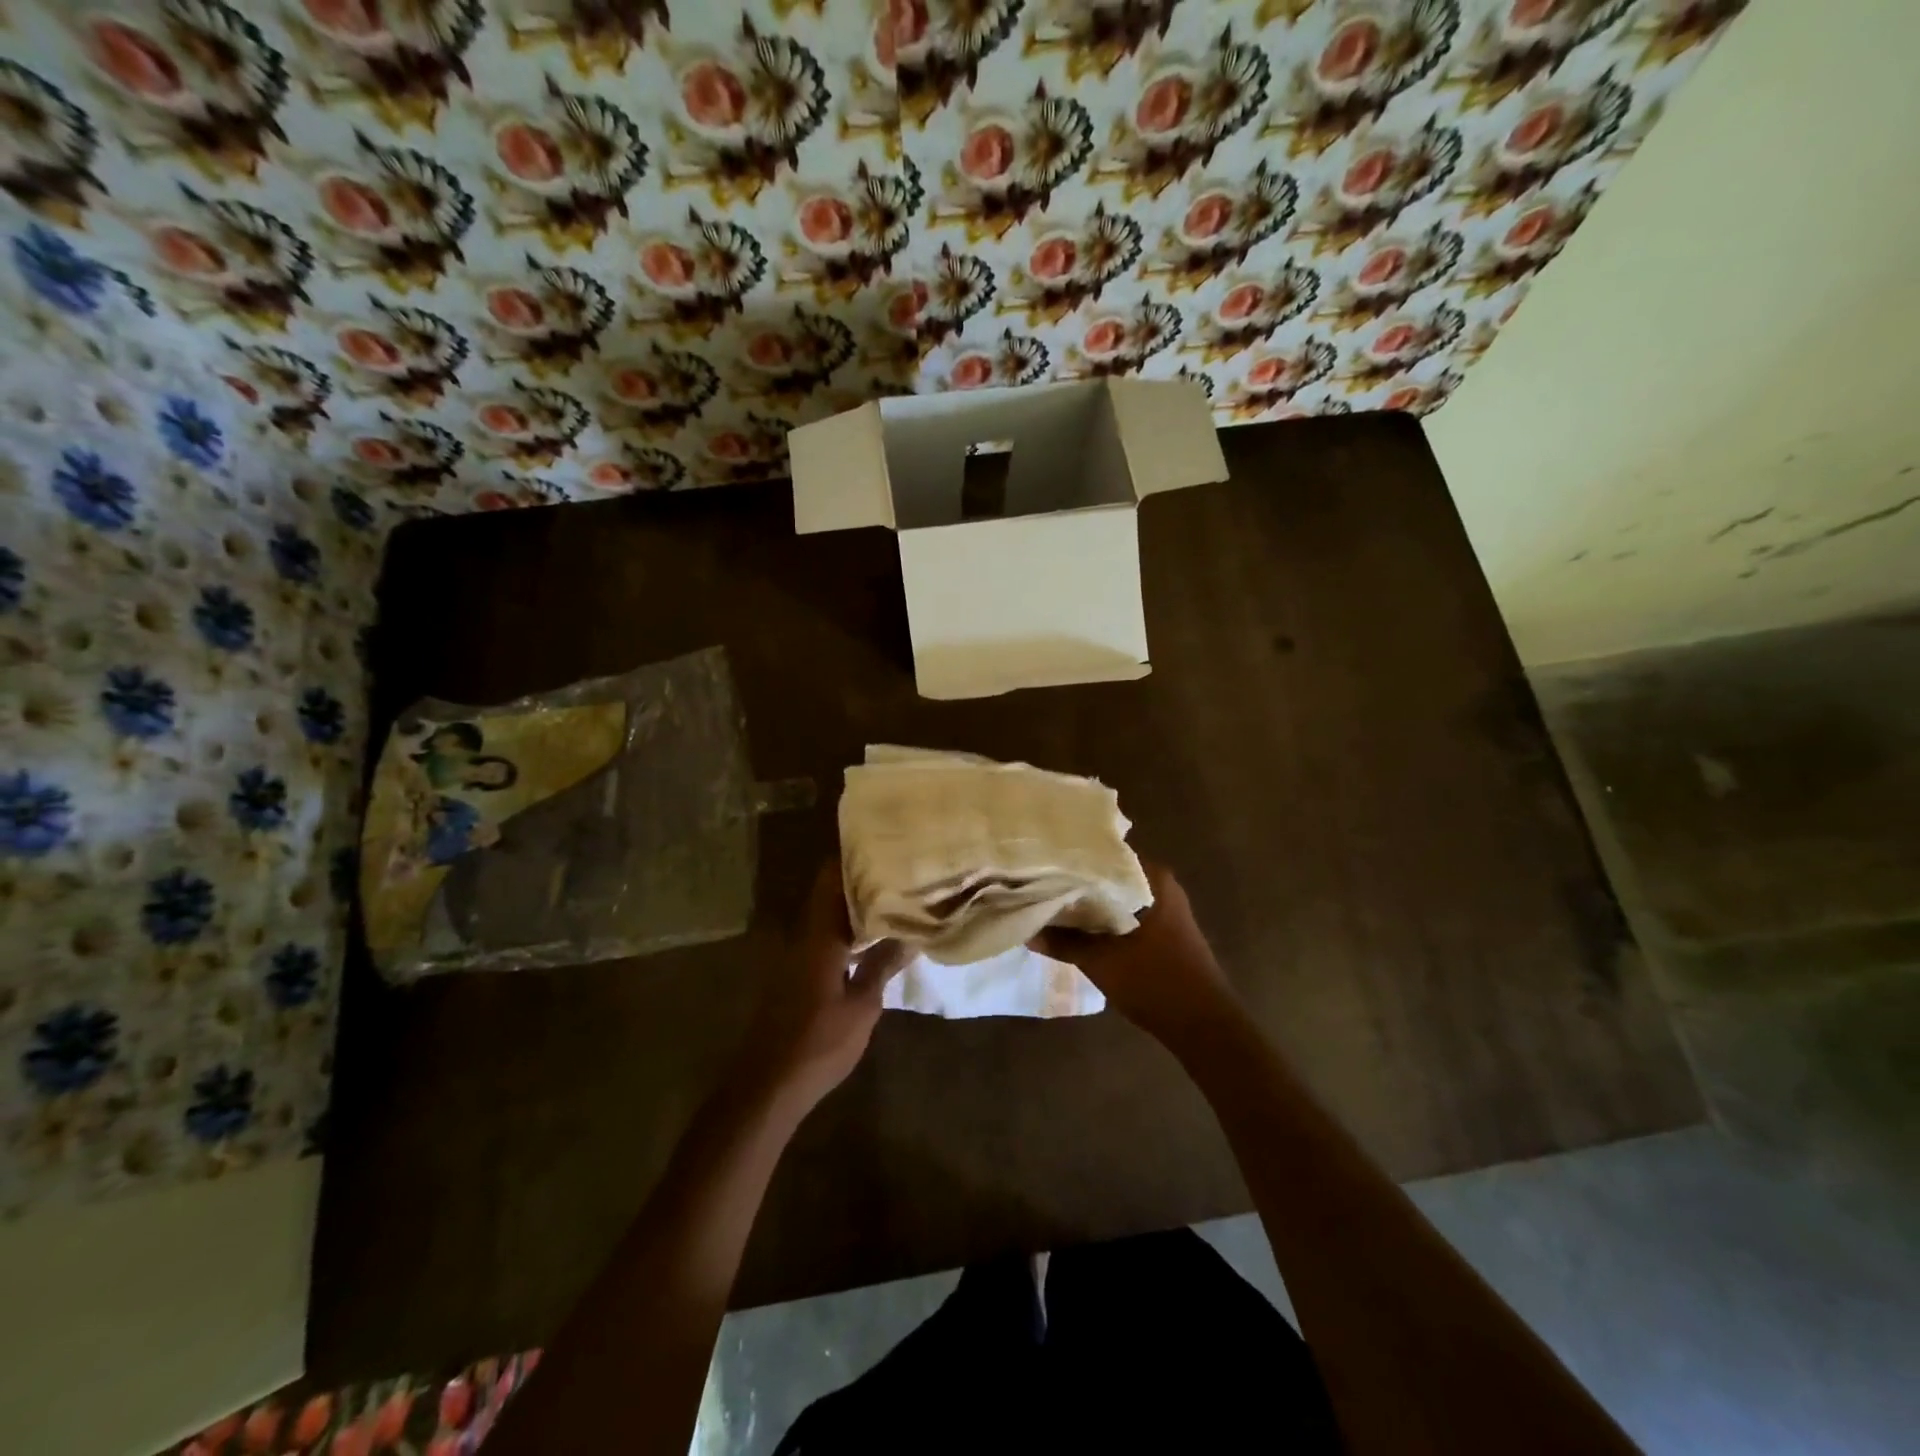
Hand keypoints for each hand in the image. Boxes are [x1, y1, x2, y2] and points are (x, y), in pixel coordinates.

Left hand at [734, 861, 910, 1115]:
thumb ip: (882, 965)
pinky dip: (843, 928)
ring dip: (851, 905)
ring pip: (824, 915)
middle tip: (895, 871)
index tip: (881, 846)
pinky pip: (821, 936)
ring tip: (890, 897)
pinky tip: (869, 937)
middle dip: (858, 879)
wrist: (769, 1085)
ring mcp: (794, 956)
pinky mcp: (793, 974)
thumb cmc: (819, 1043)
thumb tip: (910, 934)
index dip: (852, 859)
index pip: (830, 880)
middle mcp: (802, 937)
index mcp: (818, 936)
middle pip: (827, 893)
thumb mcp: (862, 1006)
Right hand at [1033, 862, 1245, 1054]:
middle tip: (1040, 883)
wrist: (1203, 1027)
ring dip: (1090, 903)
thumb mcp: (1102, 962)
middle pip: (1109, 876)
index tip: (1042, 863)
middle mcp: (1161, 886)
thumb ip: (1064, 942)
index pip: (1105, 854)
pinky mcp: (1163, 931)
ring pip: (1116, 897)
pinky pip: (1125, 914)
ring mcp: (1165, 910)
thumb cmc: (1156, 983)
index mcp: (1154, 879)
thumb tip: (1028, 931)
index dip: (1072, 860)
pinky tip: (1078, 927)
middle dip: (1078, 883)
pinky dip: (1104, 919)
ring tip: (1052, 902)